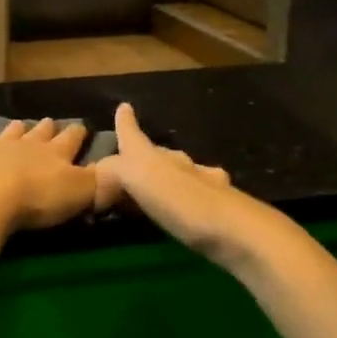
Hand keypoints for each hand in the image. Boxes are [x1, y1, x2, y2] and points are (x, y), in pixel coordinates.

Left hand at [0, 118, 98, 233]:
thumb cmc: (37, 198)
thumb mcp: (79, 194)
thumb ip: (99, 184)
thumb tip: (117, 173)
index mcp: (55, 154)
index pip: (71, 139)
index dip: (78, 133)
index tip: (82, 126)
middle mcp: (27, 145)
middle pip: (40, 133)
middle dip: (48, 128)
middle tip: (50, 121)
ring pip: (9, 133)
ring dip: (16, 130)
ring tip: (19, 124)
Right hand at [94, 103, 250, 258]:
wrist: (237, 231)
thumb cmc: (181, 201)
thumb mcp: (137, 179)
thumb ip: (115, 171)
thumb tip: (99, 173)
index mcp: (155, 158)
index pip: (134, 136)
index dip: (126, 123)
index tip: (124, 106)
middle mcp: (180, 164)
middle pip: (159, 153)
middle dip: (146, 154)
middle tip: (131, 162)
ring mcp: (205, 184)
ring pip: (182, 172)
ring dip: (169, 175)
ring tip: (157, 186)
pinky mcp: (220, 208)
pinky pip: (198, 194)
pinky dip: (189, 196)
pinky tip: (192, 204)